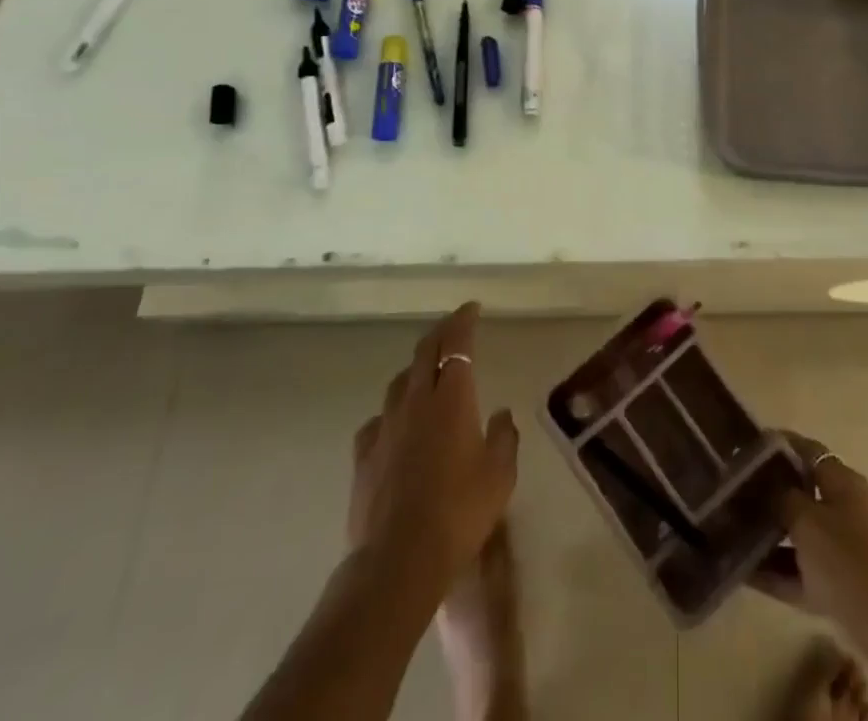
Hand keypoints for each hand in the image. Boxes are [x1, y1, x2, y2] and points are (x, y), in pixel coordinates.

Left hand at [347, 303, 518, 596]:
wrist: (399, 559)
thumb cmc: (460, 511)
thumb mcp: (500, 474)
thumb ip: (504, 437)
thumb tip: (500, 413)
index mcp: (452, 397)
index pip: (457, 343)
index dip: (464, 320)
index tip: (472, 308)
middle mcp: (416, 401)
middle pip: (424, 352)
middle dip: (440, 333)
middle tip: (453, 328)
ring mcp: (385, 427)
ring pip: (399, 382)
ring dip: (416, 369)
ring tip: (427, 374)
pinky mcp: (363, 456)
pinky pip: (378, 420)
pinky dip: (392, 412)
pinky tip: (396, 425)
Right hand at [751, 432, 867, 648]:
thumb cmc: (850, 561)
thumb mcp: (808, 521)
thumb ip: (784, 498)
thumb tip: (770, 486)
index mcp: (845, 482)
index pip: (808, 452)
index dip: (780, 446)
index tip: (748, 448)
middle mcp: (849, 510)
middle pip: (805, 494)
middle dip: (771, 495)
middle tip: (735, 495)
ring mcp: (849, 551)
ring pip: (802, 536)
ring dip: (772, 537)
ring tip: (734, 535)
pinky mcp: (846, 589)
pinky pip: (805, 573)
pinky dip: (780, 572)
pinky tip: (746, 575)